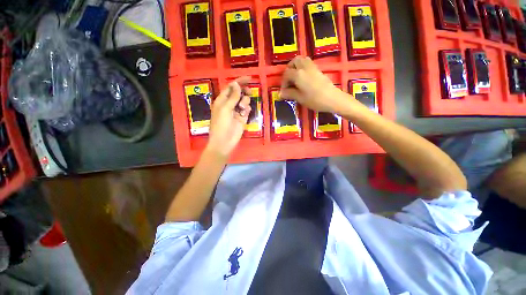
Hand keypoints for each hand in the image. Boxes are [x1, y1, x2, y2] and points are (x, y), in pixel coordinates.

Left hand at [206, 76, 251, 157]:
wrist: (224, 141)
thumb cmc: (221, 124)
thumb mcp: (225, 109)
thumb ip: (232, 96)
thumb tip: (237, 84)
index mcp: (222, 100)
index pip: (231, 87)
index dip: (239, 82)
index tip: (249, 78)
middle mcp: (229, 104)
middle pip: (239, 93)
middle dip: (244, 92)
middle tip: (249, 92)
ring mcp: (236, 111)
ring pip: (244, 101)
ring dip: (245, 102)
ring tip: (242, 109)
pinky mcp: (242, 118)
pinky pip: (247, 110)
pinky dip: (247, 110)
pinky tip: (244, 114)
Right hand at [280, 56, 349, 112]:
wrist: (332, 98)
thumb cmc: (314, 99)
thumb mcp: (299, 98)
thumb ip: (289, 93)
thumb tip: (281, 93)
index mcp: (298, 74)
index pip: (286, 74)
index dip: (283, 83)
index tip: (284, 92)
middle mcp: (304, 67)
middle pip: (294, 62)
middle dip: (289, 70)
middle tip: (288, 81)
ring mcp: (312, 67)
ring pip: (301, 60)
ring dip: (296, 66)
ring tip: (295, 78)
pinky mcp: (318, 69)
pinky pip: (308, 63)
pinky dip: (302, 67)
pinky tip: (303, 78)